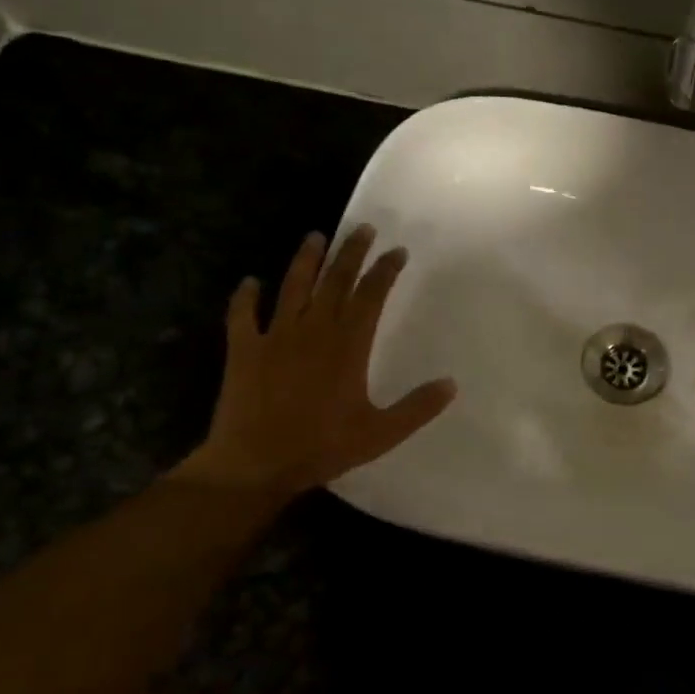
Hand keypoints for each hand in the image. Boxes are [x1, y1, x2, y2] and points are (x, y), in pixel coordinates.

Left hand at [176, 226, 455, 498]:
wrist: (254, 465)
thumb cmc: (321, 447)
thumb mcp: (380, 433)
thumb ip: (417, 408)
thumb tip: (451, 384)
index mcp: (348, 346)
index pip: (370, 296)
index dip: (385, 271)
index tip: (397, 252)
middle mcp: (313, 331)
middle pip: (335, 281)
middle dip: (351, 252)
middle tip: (363, 229)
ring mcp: (275, 337)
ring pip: (293, 287)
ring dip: (305, 260)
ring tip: (315, 237)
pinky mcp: (244, 351)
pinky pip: (243, 316)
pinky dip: (245, 297)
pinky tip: (249, 282)